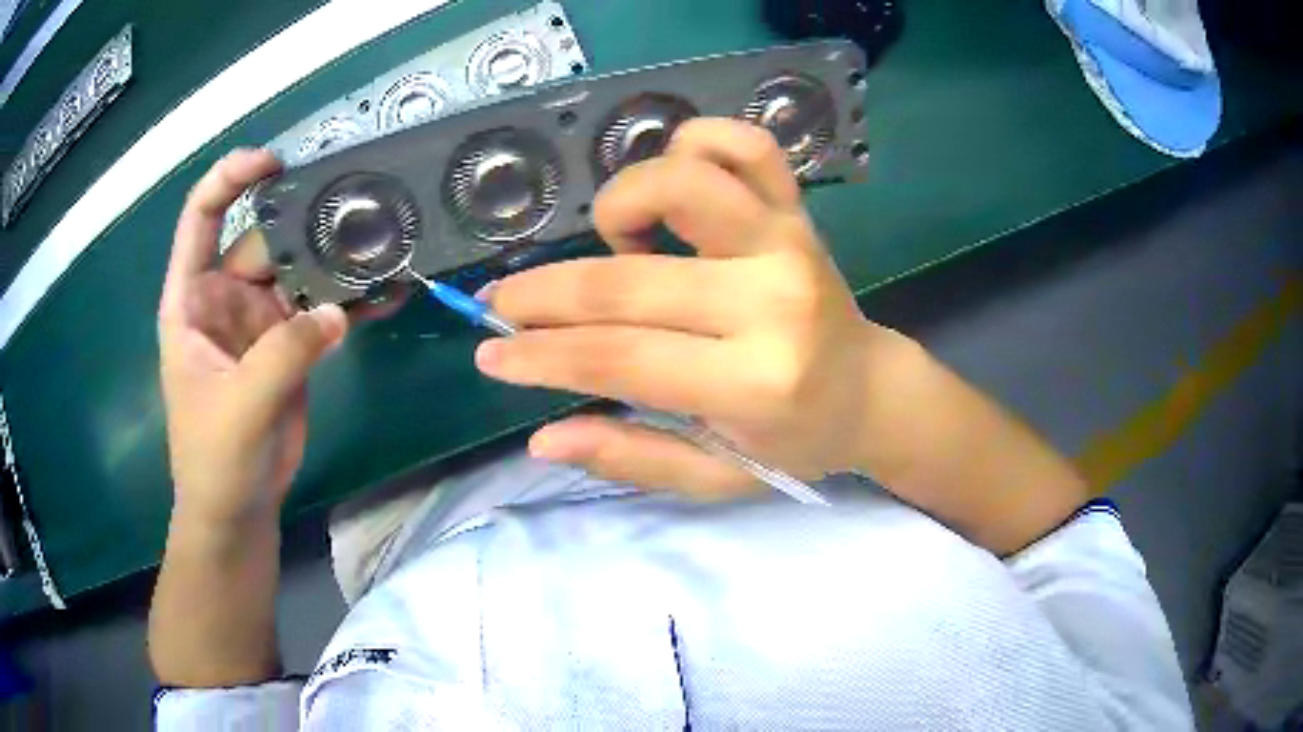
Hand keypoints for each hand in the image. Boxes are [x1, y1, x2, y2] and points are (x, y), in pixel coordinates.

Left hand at [158, 149, 347, 526]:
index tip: (273, 163)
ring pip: (299, 271)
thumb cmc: (214, 460)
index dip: (230, 180)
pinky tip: (384, 293)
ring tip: (381, 244)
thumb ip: (282, 354)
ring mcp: (259, 321)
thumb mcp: (238, 407)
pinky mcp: (290, 346)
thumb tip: (334, 312)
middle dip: (304, 222)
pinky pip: (321, 311)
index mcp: (192, 299)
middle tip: (357, 209)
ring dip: (334, 260)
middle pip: (265, 240)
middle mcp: (224, 298)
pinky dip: (349, 302)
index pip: (202, 217)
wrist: (238, 510)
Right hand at [476, 119, 912, 498]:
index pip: (618, 359)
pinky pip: (745, 144)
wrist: (869, 392)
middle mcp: (772, 301)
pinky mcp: (798, 210)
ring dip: (621, 204)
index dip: (540, 355)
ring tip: (617, 245)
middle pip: (626, 282)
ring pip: (684, 180)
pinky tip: (674, 183)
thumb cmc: (794, 442)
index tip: (491, 352)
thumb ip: (632, 459)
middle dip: (542, 294)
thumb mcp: (715, 477)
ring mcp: (788, 242)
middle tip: (502, 304)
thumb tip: (542, 439)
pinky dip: (695, 143)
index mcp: (754, 382)